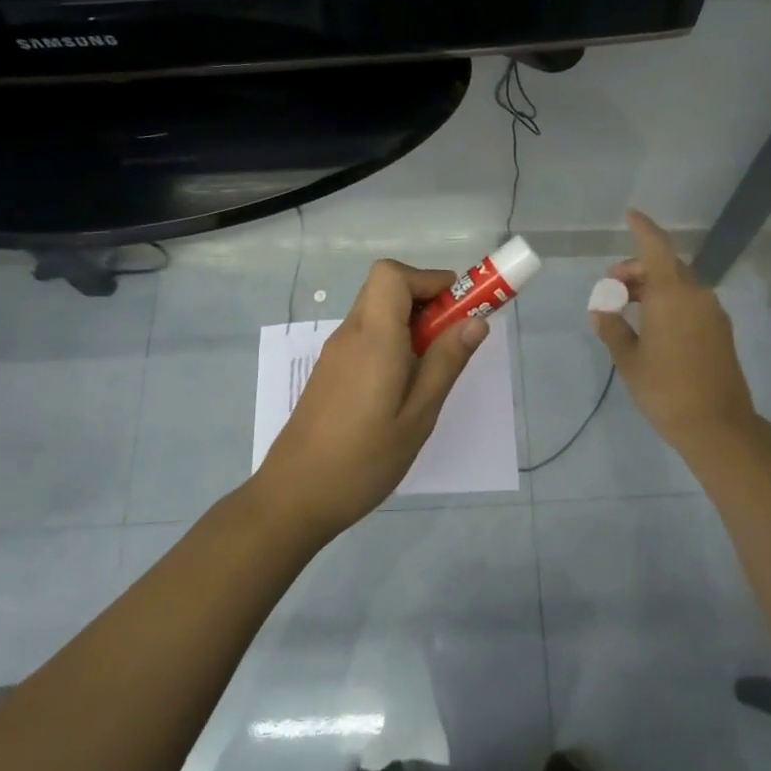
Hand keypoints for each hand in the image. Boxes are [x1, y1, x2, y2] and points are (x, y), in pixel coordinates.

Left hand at [254, 260, 488, 541]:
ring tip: (433, 366)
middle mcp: (350, 334)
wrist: (295, 496)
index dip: (428, 279)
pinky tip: (403, 385)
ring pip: (376, 311)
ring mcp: (335, 352)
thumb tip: (475, 320)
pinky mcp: (330, 370)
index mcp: (373, 338)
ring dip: (410, 321)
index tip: (457, 308)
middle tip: (452, 336)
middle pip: (385, 286)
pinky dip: (392, 339)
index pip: (392, 274)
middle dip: (425, 298)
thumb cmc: (364, 459)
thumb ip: (446, 362)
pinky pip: (366, 335)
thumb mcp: (418, 415)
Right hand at [590, 210, 759, 460]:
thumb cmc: (666, 389)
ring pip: (680, 284)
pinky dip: (669, 301)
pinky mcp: (720, 332)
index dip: (643, 228)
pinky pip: (691, 302)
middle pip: (667, 266)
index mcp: (672, 294)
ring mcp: (713, 313)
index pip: (656, 247)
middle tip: (612, 286)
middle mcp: (697, 295)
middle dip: (638, 269)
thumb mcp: (629, 359)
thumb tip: (601, 311)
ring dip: (654, 286)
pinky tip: (652, 324)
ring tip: (627, 306)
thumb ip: (612, 328)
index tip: (630, 215)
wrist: (718, 426)